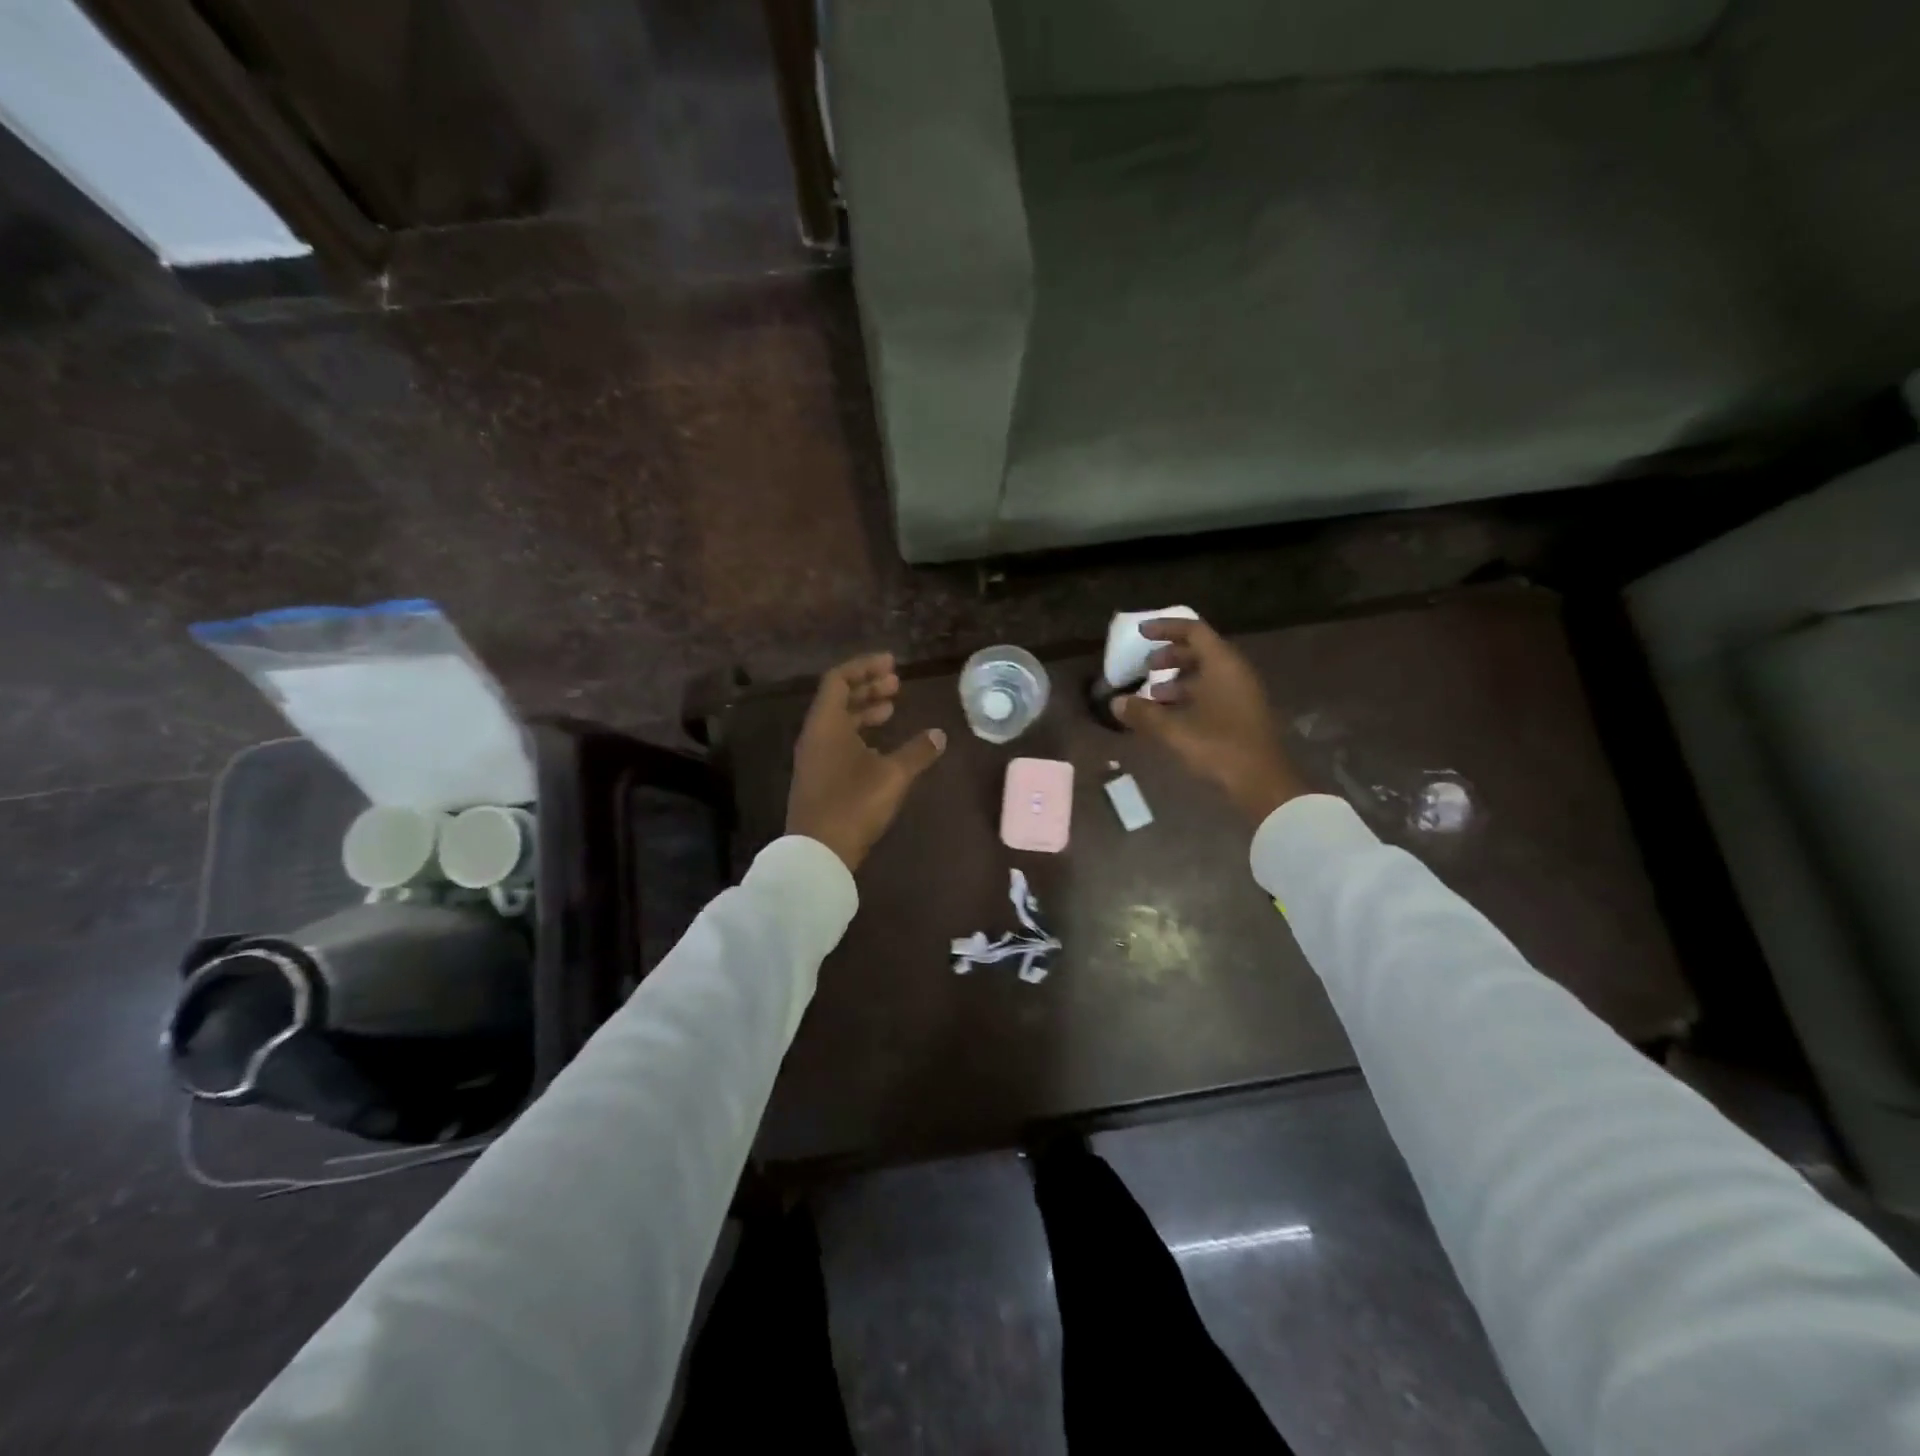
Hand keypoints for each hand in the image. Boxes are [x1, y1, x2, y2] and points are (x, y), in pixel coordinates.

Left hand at [787, 653, 946, 871]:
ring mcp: (814, 758)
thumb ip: (918, 751)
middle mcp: (815, 735)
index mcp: (826, 724)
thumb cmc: (853, 804)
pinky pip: (838, 741)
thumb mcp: (893, 775)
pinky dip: (860, 733)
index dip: (865, 667)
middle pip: (838, 698)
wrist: (818, 852)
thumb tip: (940, 735)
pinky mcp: (819, 777)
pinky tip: (881, 745)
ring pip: (838, 722)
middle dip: (868, 687)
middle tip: (897, 684)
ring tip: (892, 708)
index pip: (839, 679)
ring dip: (865, 710)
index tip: (892, 664)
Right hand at [1113, 618, 1305, 822]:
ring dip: (1178, 678)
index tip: (1141, 633)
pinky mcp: (1244, 713)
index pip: (1193, 631)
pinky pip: (1214, 691)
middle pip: (1201, 650)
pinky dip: (1190, 695)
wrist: (1262, 782)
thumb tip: (1116, 703)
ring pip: (1207, 673)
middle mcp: (1235, 672)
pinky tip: (1172, 715)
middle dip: (1170, 656)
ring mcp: (1243, 693)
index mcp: (1222, 664)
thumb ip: (1143, 713)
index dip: (1165, 628)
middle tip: (1146, 667)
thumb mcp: (1173, 730)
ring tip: (1153, 695)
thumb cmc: (1218, 747)